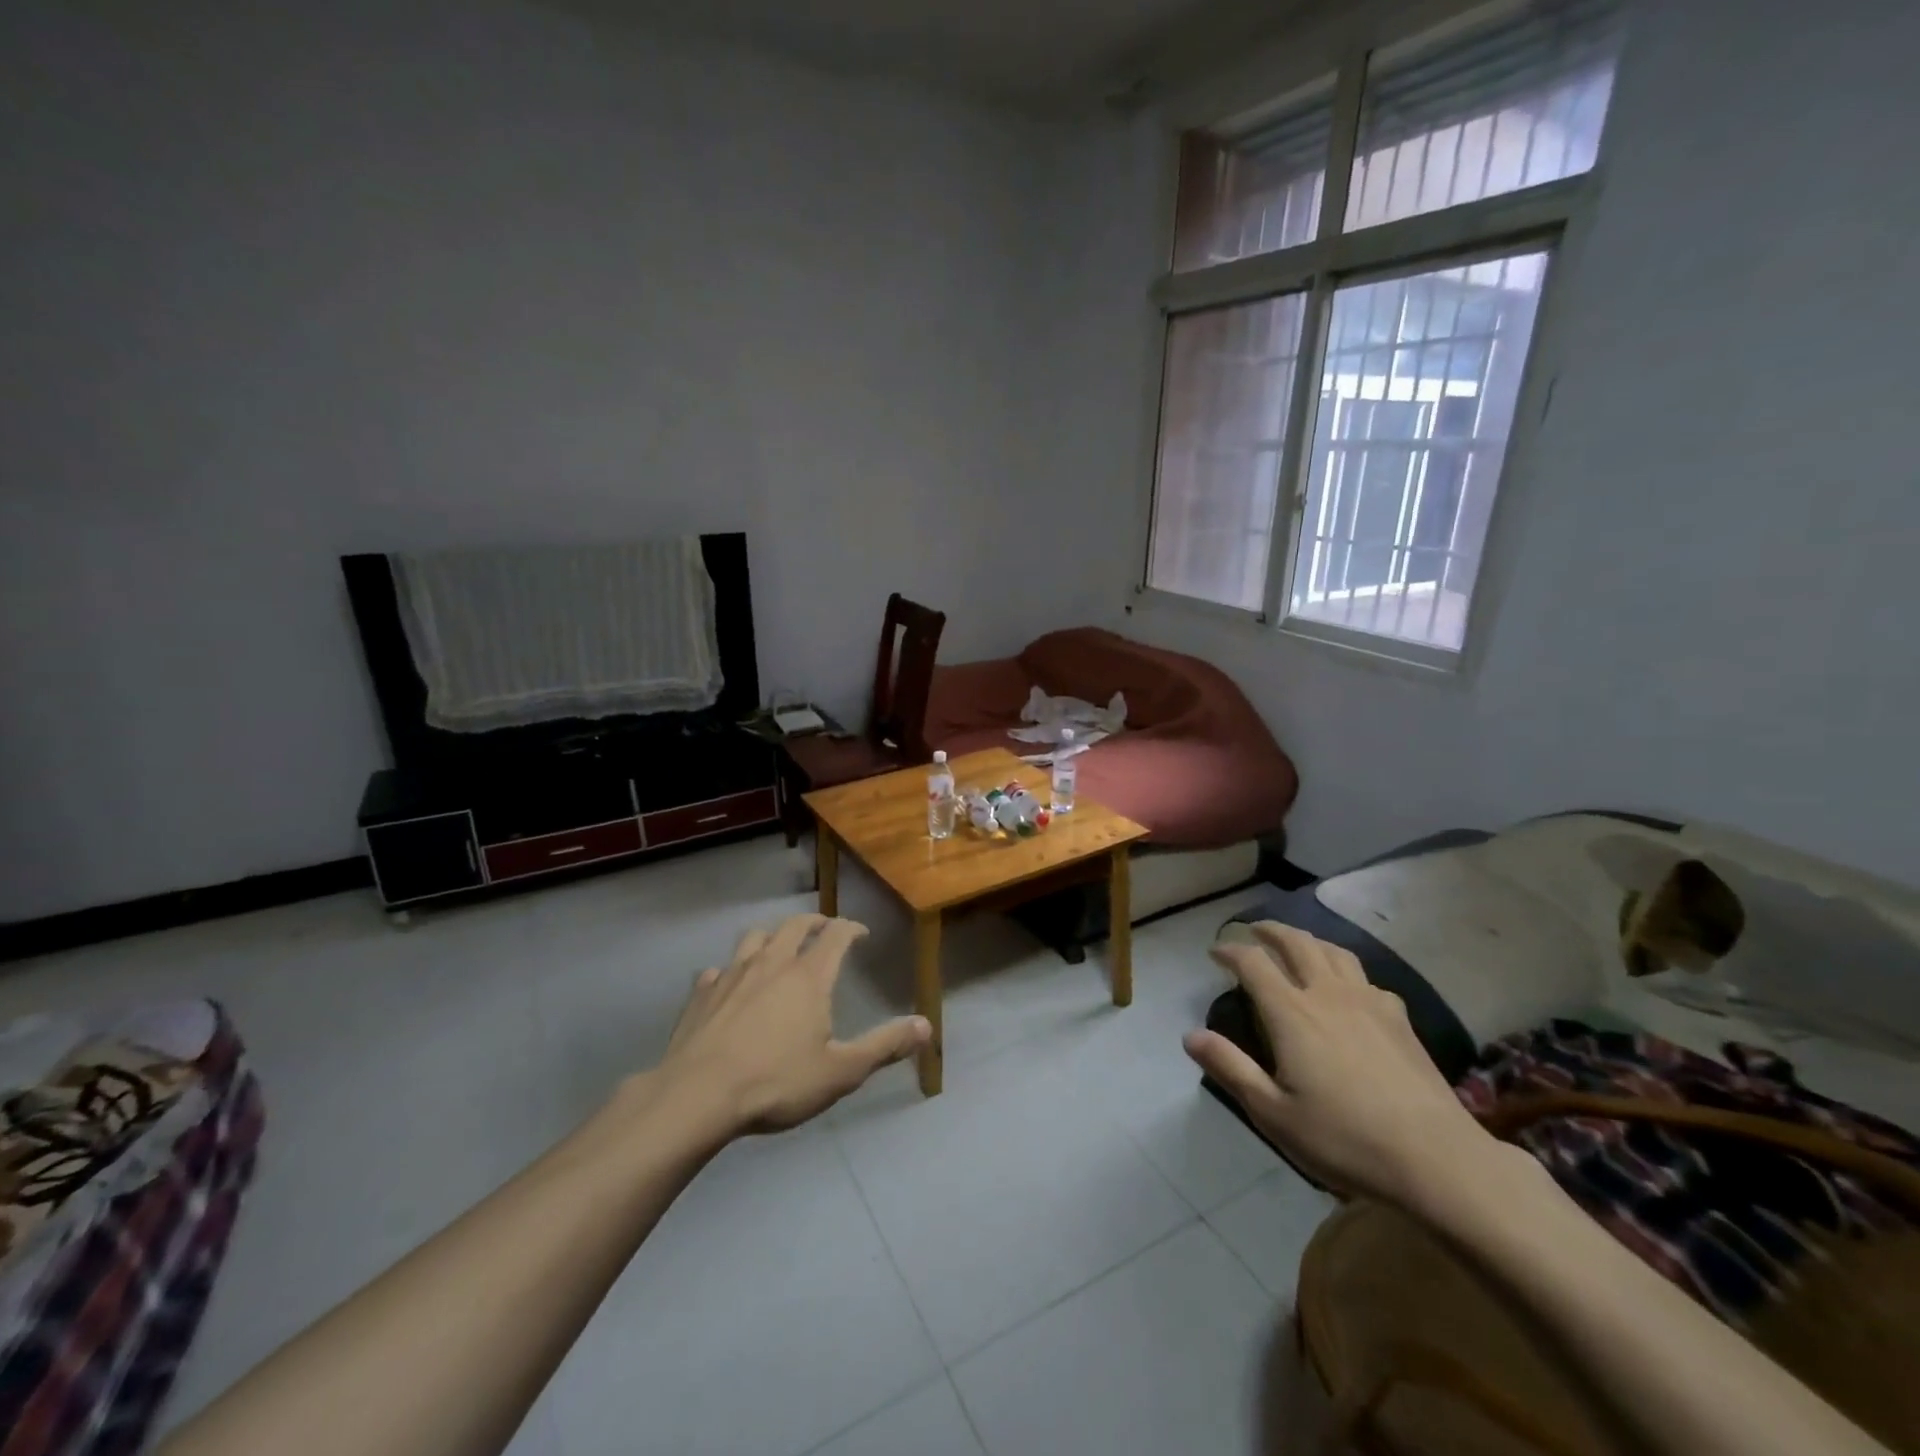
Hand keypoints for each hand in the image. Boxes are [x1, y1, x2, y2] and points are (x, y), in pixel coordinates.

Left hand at [656, 914, 931, 1136]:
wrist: (697, 1097)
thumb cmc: (776, 1082)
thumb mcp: (841, 1072)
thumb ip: (884, 1046)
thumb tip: (927, 1025)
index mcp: (809, 976)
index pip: (836, 935)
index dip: (851, 928)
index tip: (861, 933)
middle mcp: (771, 963)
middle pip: (795, 926)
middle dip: (814, 923)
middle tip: (824, 930)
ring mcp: (732, 974)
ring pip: (755, 938)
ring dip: (772, 937)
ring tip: (778, 948)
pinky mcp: (701, 994)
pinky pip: (718, 970)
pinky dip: (730, 971)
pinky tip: (729, 985)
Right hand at [1184, 922, 1495, 1209]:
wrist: (1437, 1160)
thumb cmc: (1345, 1139)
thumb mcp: (1273, 1113)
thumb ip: (1231, 1068)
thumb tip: (1190, 1035)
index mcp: (1292, 1013)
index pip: (1253, 963)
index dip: (1230, 951)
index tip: (1215, 952)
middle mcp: (1327, 994)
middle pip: (1297, 943)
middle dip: (1270, 930)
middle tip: (1254, 931)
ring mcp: (1369, 1003)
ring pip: (1335, 952)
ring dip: (1309, 941)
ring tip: (1297, 945)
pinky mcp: (1400, 1020)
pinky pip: (1367, 978)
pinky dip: (1346, 971)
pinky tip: (1349, 990)